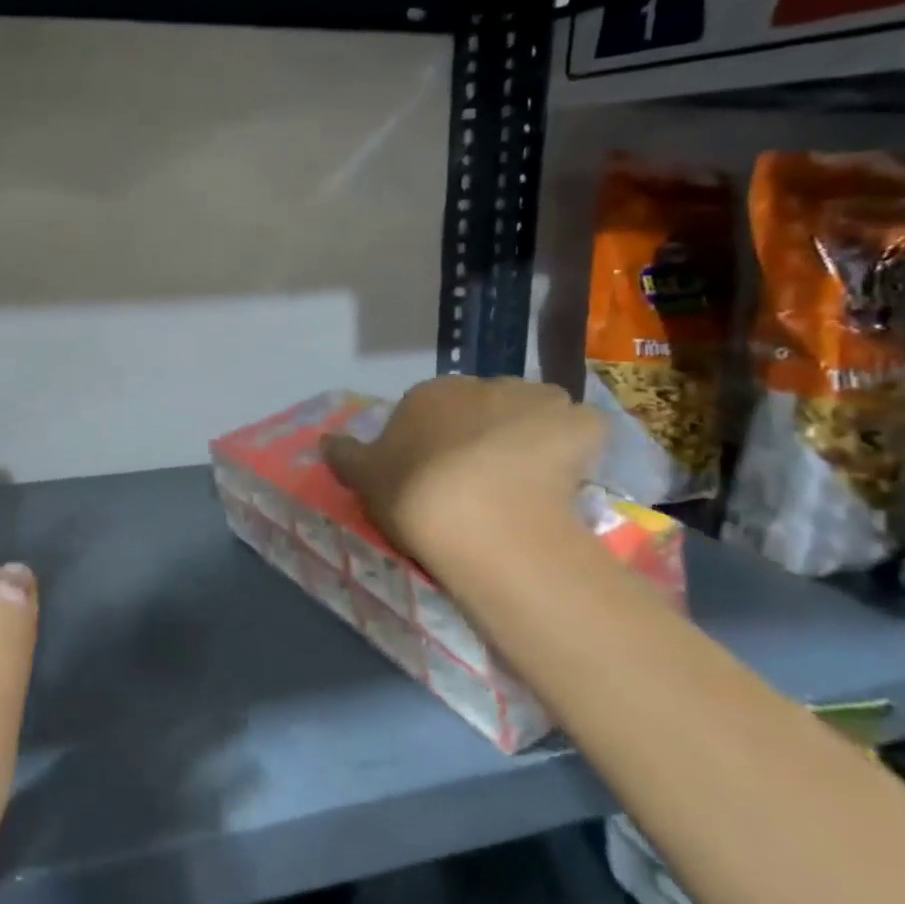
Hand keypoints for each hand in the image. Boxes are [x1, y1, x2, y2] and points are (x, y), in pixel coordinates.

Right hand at [321, 375, 603, 561]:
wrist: (481, 519)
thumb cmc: (414, 494)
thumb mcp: (364, 479)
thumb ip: (344, 455)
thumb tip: (324, 439)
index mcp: (429, 394)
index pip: (431, 410)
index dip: (434, 442)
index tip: (435, 476)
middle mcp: (482, 384)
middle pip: (484, 406)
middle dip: (484, 433)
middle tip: (481, 480)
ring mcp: (535, 401)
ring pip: (534, 412)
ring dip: (531, 433)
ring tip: (528, 479)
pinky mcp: (579, 423)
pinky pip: (580, 431)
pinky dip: (576, 447)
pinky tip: (567, 477)